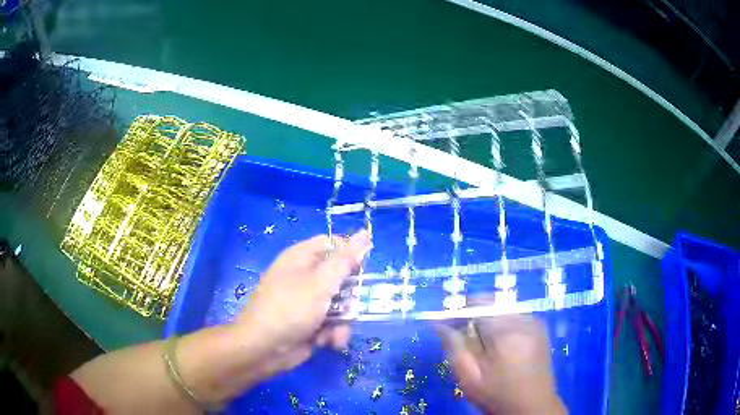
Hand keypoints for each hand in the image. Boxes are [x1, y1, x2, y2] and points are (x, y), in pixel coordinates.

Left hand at [233, 231, 371, 383]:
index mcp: (302, 257)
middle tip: (350, 307)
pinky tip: (328, 343)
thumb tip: (365, 234)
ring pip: (340, 303)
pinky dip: (333, 332)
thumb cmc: (290, 309)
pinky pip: (332, 321)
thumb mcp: (320, 283)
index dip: (350, 254)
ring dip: (343, 321)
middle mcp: (304, 276)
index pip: (333, 244)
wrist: (263, 349)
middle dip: (349, 298)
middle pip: (341, 277)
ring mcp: (307, 300)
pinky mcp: (310, 322)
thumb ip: (345, 260)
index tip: (362, 270)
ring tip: (336, 334)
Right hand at [437, 313, 566, 414]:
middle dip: (474, 316)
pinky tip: (501, 344)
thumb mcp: (470, 379)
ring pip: (503, 309)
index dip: (460, 313)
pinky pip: (515, 315)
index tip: (448, 326)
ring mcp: (535, 322)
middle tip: (465, 339)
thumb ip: (455, 349)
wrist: (533, 406)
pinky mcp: (540, 327)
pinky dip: (503, 323)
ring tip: (483, 344)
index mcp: (505, 333)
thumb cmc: (498, 396)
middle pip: (491, 304)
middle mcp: (523, 321)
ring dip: (489, 319)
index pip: (477, 306)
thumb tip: (439, 325)